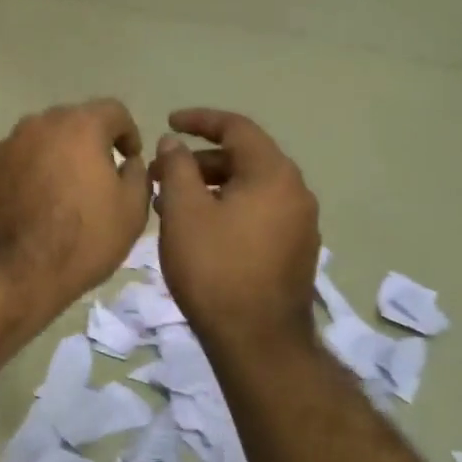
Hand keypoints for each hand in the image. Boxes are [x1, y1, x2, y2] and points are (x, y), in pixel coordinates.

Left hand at [0, 100, 151, 316]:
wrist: (14, 272)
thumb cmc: (83, 239)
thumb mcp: (132, 210)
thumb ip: (138, 174)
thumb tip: (127, 162)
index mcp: (80, 125)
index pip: (114, 110)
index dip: (129, 133)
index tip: (130, 160)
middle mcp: (41, 124)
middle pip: (76, 121)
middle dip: (93, 142)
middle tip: (102, 175)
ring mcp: (10, 144)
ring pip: (46, 139)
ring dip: (62, 155)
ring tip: (70, 190)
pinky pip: (23, 159)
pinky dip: (37, 171)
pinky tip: (42, 202)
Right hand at [152, 108, 320, 352]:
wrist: (257, 342)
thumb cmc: (215, 269)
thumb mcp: (184, 212)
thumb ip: (176, 168)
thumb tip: (174, 143)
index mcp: (273, 174)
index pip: (237, 128)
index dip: (200, 120)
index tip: (168, 122)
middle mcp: (295, 192)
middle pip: (245, 158)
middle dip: (199, 160)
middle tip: (162, 173)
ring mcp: (300, 224)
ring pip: (250, 189)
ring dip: (211, 187)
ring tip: (172, 204)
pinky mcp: (295, 252)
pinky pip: (258, 214)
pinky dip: (227, 209)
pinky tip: (198, 230)